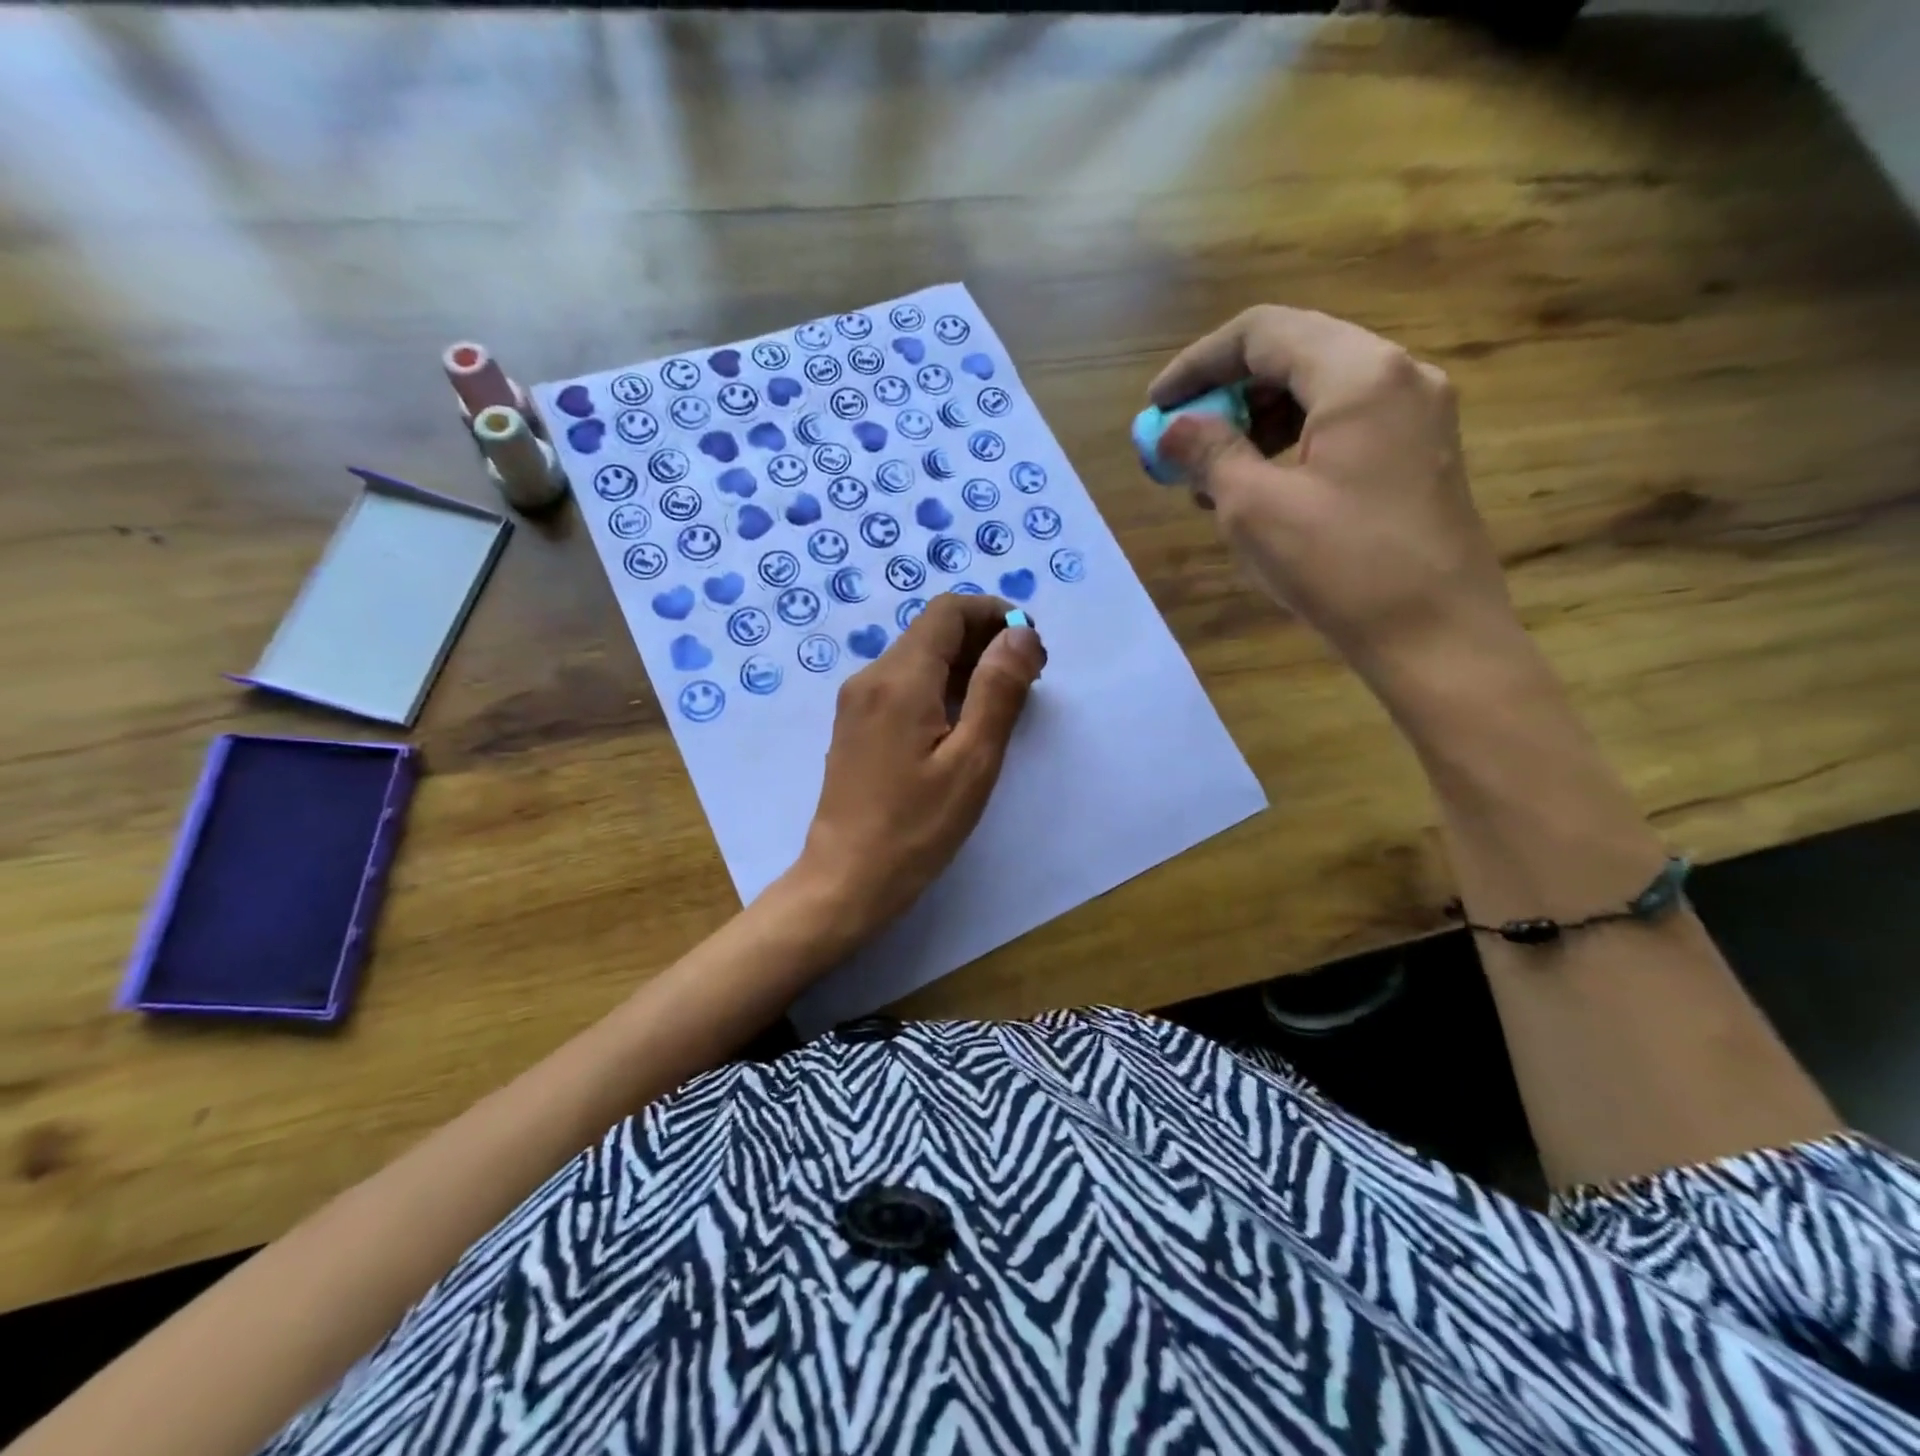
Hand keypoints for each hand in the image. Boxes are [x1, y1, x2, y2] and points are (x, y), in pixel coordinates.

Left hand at [791, 593, 1046, 944]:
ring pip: (918, 657)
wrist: (846, 880)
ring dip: (965, 664)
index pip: (949, 612)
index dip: (995, 614)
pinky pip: (903, 685)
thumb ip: (998, 690)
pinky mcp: (855, 725)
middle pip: (932, 631)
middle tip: (1029, 677)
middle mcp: (871, 677)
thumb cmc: (916, 827)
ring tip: (1005, 700)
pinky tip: (964, 720)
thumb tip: (1021, 633)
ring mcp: (857, 701)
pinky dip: (940, 686)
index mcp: (899, 678)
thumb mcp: (972, 761)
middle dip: (985, 640)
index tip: (1031, 645)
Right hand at [1151, 306, 1520, 681]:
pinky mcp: (1420, 453)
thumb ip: (1210, 454)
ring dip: (1257, 421)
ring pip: (1319, 390)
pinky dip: (1293, 442)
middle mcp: (1398, 375)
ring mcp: (1417, 414)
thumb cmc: (1341, 568)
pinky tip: (1262, 487)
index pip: (1263, 332)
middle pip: (1294, 353)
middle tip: (1182, 443)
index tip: (1156, 406)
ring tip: (1213, 475)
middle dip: (1226, 393)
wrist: (1436, 636)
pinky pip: (1343, 424)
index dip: (1198, 363)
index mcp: (1359, 374)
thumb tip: (1174, 428)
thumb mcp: (1256, 509)